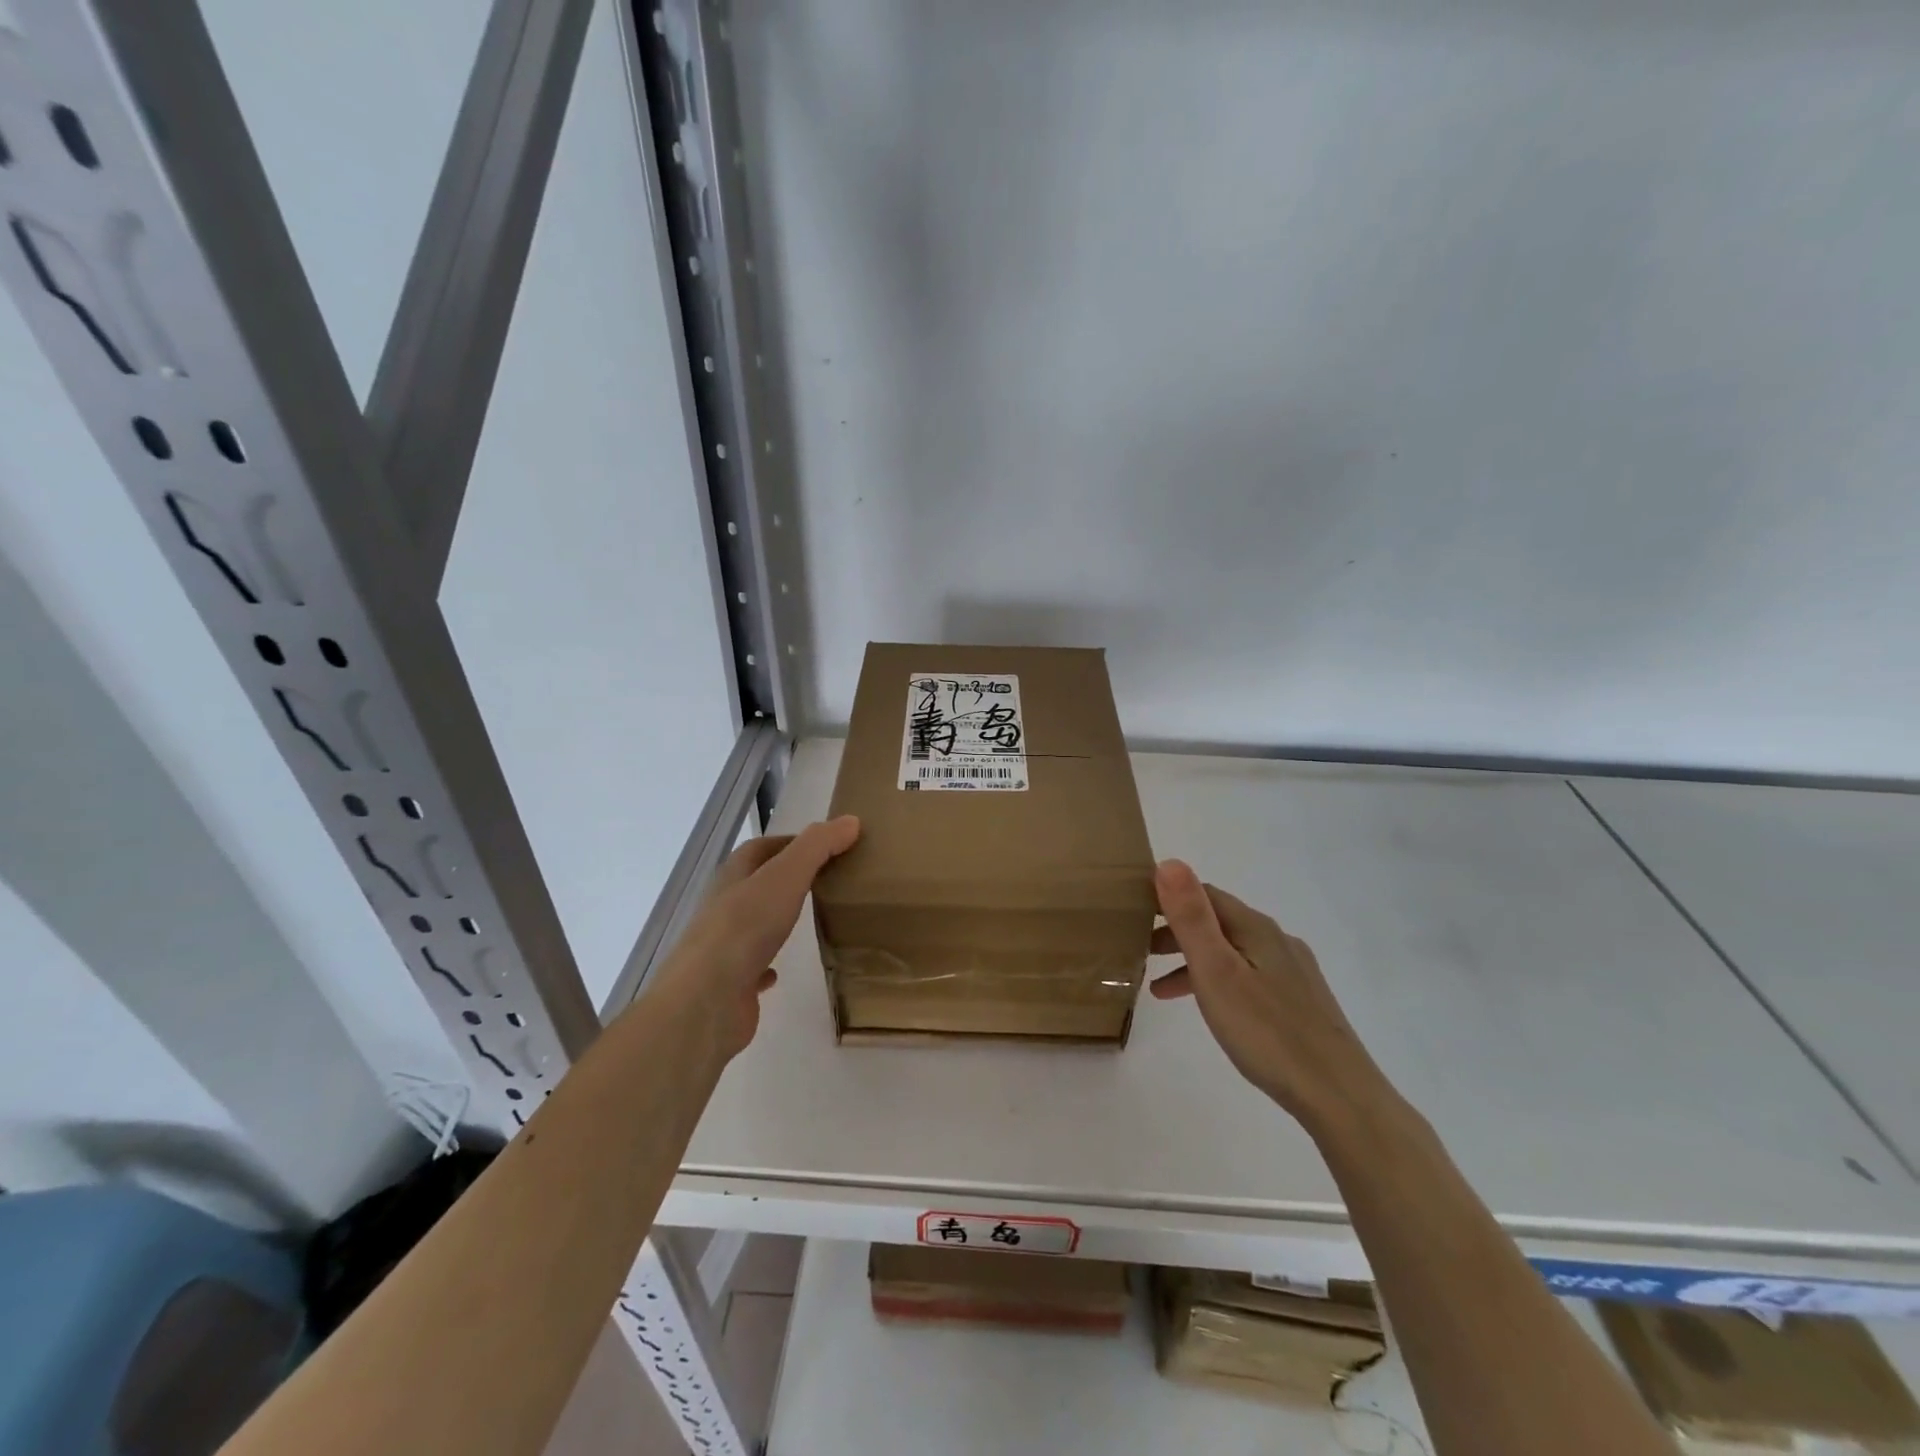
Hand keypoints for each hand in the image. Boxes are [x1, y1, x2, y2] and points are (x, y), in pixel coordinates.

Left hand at [652, 816, 859, 1056]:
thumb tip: (850, 821)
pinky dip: (768, 965)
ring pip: (752, 924)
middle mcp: (724, 907)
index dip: (792, 842)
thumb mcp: (787, 875)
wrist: (706, 1001)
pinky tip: (782, 970)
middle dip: (786, 879)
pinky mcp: (730, 984)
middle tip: (827, 881)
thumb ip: (818, 846)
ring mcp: (724, 947)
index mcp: (733, 877)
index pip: (761, 848)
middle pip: (757, 884)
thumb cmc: (745, 927)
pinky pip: (751, 968)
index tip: (828, 846)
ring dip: (775, 919)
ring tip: (809, 919)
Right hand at [1149, 859, 1389, 1128]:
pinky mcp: (1301, 1002)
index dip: (1168, 898)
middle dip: (1176, 931)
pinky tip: (1214, 1010)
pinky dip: (1219, 982)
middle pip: (1218, 922)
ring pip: (1232, 951)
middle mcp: (1277, 940)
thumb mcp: (1216, 971)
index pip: (1204, 894)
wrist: (1338, 1096)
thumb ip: (1191, 918)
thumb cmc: (1267, 1031)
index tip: (1133, 914)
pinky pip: (1248, 976)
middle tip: (1140, 951)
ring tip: (1160, 989)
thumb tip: (1169, 863)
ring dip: (1194, 961)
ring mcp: (1293, 972)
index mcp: (1256, 928)